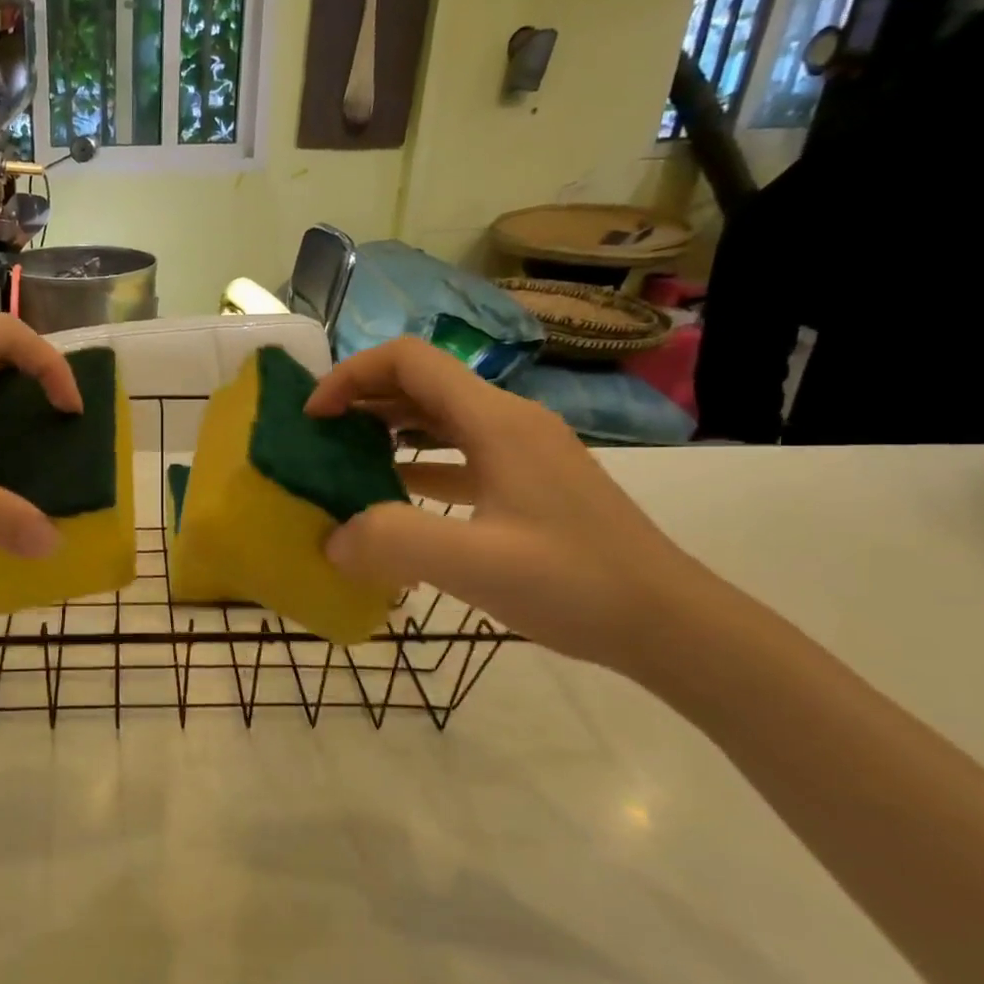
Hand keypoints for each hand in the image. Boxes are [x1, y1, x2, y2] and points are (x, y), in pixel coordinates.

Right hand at [307, 337, 707, 673]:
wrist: (669, 623)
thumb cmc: (574, 583)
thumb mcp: (473, 563)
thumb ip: (391, 541)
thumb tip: (331, 539)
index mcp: (494, 421)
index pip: (408, 360)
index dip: (351, 375)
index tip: (314, 416)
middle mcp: (507, 422)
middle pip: (421, 383)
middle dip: (362, 400)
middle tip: (318, 438)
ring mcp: (520, 452)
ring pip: (438, 418)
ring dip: (387, 429)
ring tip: (343, 461)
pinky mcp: (526, 483)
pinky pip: (458, 455)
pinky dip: (416, 462)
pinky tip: (392, 495)